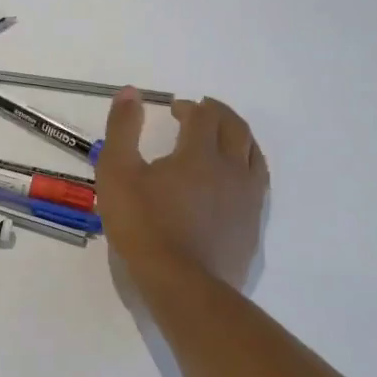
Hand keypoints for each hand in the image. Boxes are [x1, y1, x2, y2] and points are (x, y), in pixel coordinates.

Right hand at [97, 90, 267, 289]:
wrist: (183, 284)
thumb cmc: (144, 226)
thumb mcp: (117, 173)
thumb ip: (122, 129)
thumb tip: (131, 92)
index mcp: (199, 153)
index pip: (203, 116)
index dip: (190, 107)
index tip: (175, 109)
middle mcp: (231, 169)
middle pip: (235, 129)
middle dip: (219, 114)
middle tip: (203, 111)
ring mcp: (248, 198)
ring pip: (254, 154)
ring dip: (239, 136)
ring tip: (225, 136)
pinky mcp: (253, 224)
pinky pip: (258, 183)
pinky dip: (248, 166)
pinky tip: (235, 178)